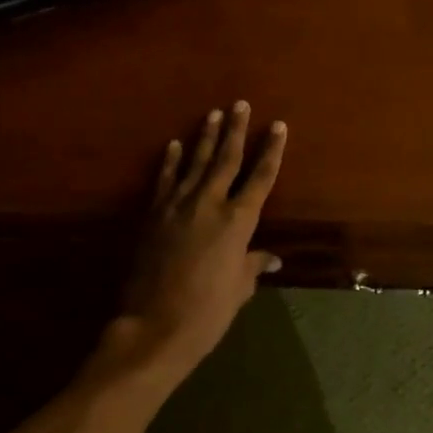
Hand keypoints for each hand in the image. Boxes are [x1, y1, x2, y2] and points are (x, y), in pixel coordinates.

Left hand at [102, 102, 285, 390]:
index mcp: (238, 221)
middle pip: (226, 159)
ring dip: (205, 138)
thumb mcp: (239, 288)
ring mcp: (177, 207)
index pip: (261, 177)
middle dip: (236, 130)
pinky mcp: (153, 217)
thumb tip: (272, 259)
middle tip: (240, 104)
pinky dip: (171, 162)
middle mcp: (209, 205)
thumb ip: (254, 266)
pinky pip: (165, 181)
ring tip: (213, 114)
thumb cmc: (208, 312)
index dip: (271, 150)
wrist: (154, 327)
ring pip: (195, 164)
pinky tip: (175, 145)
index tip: (278, 126)